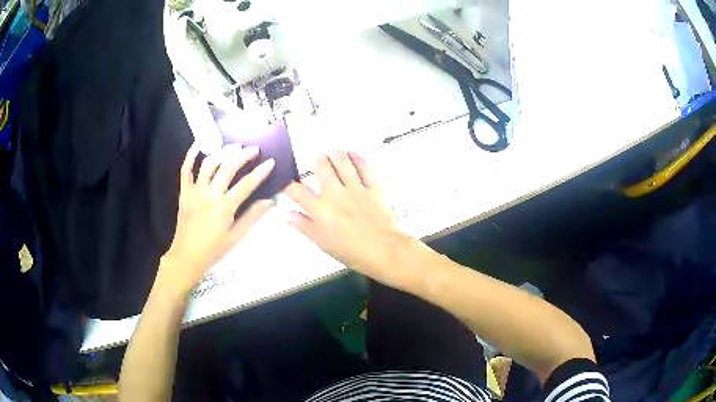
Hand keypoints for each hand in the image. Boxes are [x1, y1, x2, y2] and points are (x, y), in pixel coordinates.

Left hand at [159, 144, 274, 298]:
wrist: (187, 256)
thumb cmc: (213, 249)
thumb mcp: (236, 237)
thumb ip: (252, 217)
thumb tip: (270, 201)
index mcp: (224, 207)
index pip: (246, 184)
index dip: (260, 172)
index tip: (270, 162)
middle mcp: (209, 194)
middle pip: (228, 168)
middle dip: (243, 155)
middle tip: (254, 149)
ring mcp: (195, 191)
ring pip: (208, 164)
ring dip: (222, 152)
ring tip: (233, 146)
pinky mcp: (185, 192)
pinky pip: (186, 170)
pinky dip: (191, 155)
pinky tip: (199, 145)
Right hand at [284, 151, 413, 285]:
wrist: (384, 251)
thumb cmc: (351, 252)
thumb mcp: (322, 243)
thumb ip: (303, 226)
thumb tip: (287, 216)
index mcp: (320, 209)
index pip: (297, 191)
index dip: (289, 185)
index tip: (289, 185)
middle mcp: (335, 193)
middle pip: (321, 166)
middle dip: (316, 160)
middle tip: (316, 160)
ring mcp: (355, 188)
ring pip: (342, 161)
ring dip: (336, 153)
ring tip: (332, 150)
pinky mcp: (373, 187)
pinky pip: (366, 167)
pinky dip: (359, 158)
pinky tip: (354, 154)